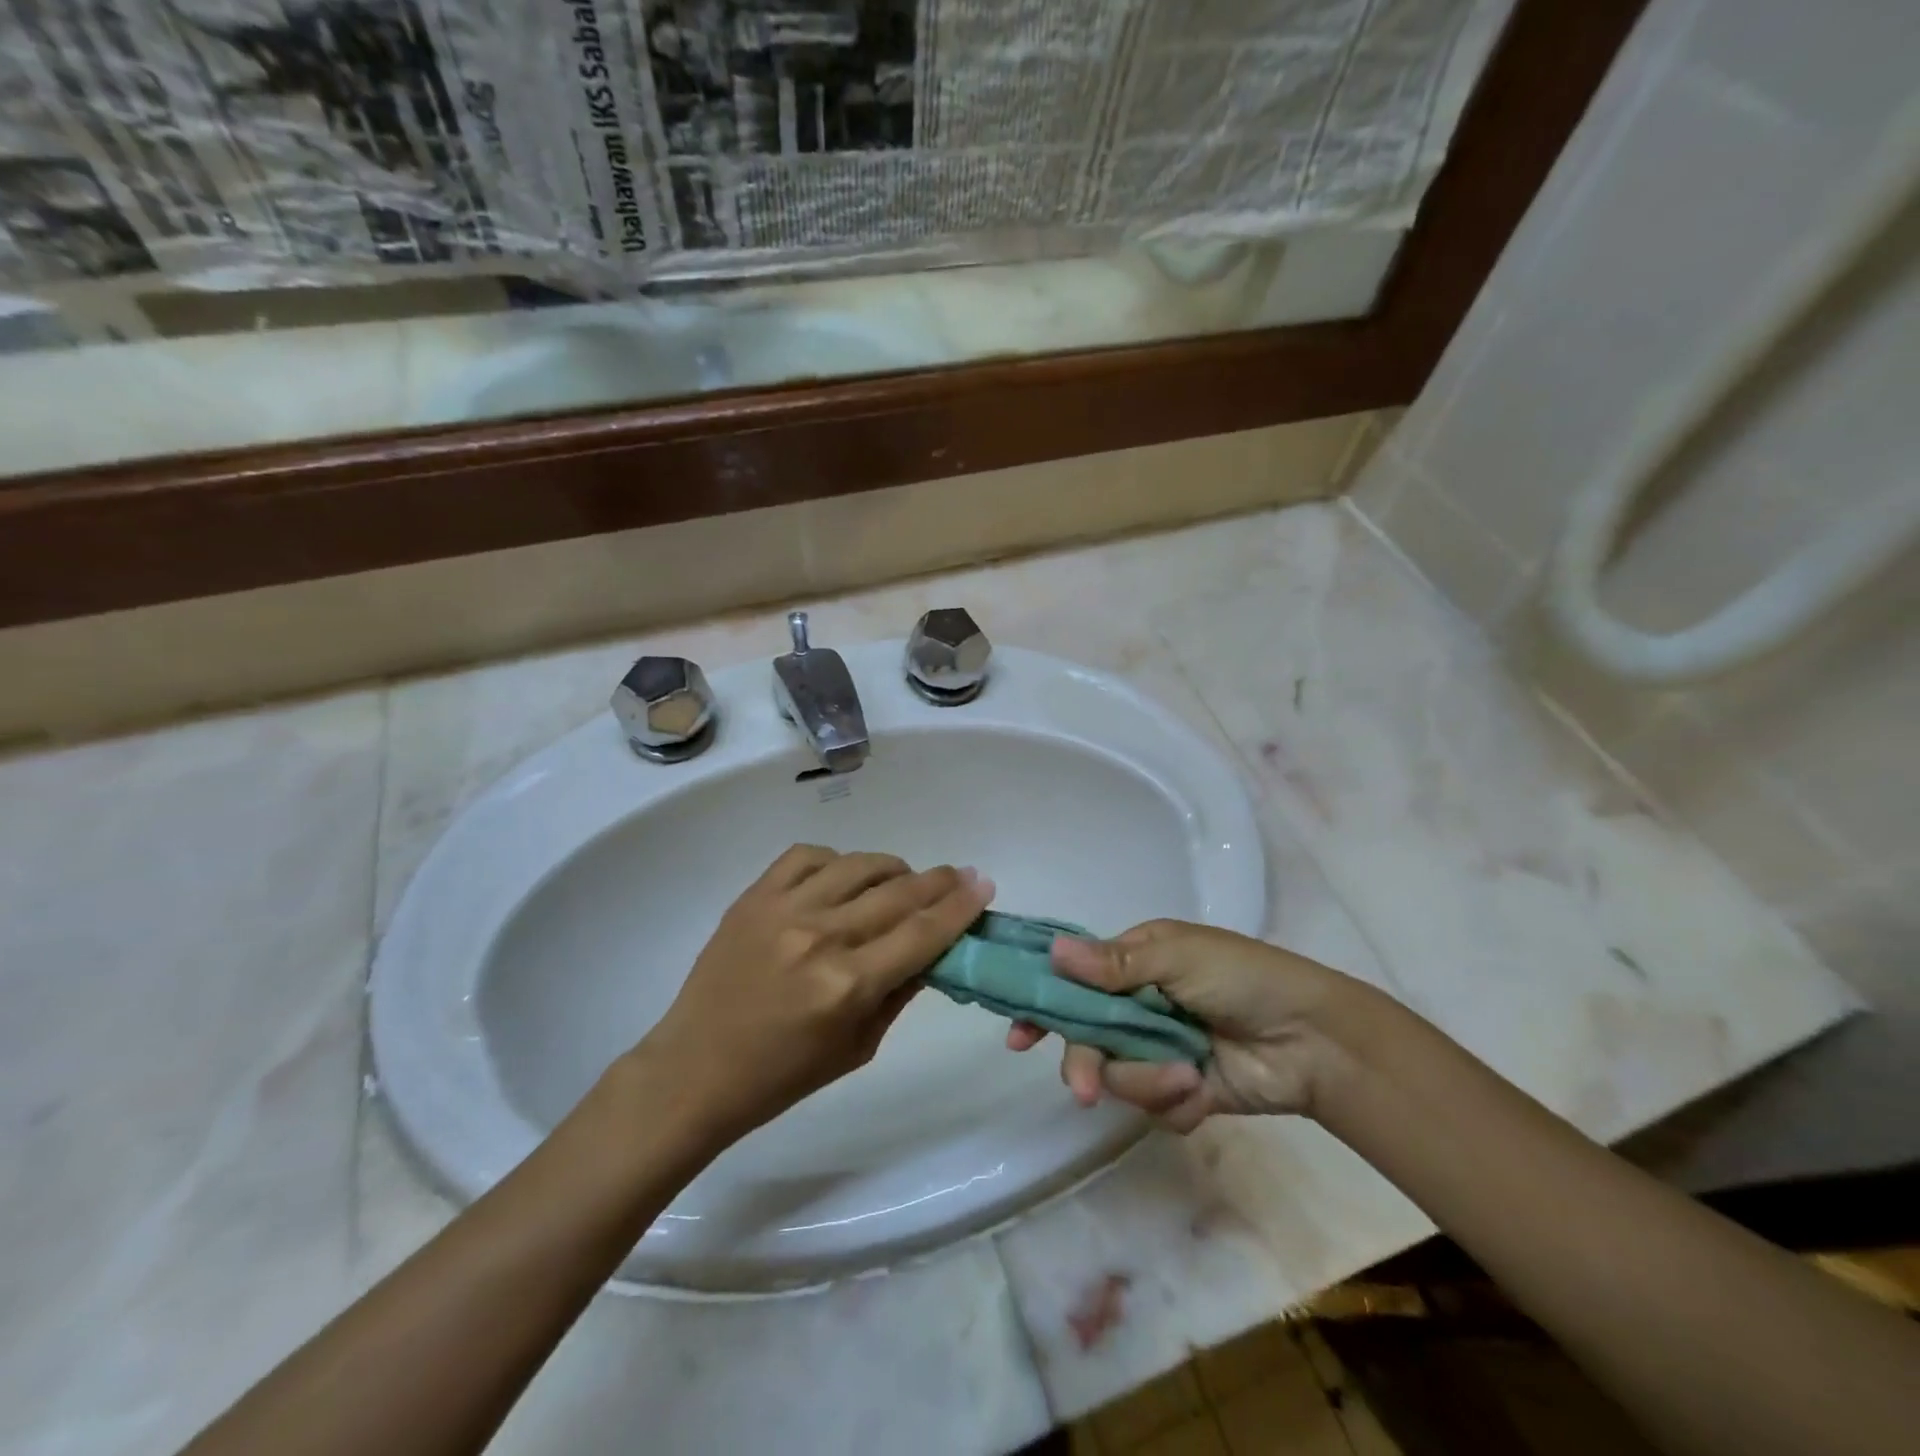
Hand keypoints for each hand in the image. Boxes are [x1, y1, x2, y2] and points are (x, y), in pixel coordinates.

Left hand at [639, 845, 992, 1146]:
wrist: (695, 1069)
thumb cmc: (782, 1076)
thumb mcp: (858, 1048)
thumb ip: (899, 992)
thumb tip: (933, 949)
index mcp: (848, 985)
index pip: (922, 933)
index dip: (960, 907)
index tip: (984, 885)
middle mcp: (820, 937)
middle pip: (898, 893)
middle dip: (938, 881)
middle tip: (960, 875)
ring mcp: (783, 909)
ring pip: (857, 864)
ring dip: (892, 869)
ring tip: (902, 881)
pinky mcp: (753, 896)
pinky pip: (807, 855)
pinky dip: (836, 861)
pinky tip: (843, 877)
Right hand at [1007, 920, 1370, 1131]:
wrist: (1313, 1040)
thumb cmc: (1242, 978)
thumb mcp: (1178, 958)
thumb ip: (1113, 964)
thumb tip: (1053, 951)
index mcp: (1133, 963)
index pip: (1073, 981)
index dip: (1044, 1006)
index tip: (1018, 1037)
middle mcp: (1138, 1006)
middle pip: (1087, 1039)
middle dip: (1088, 1064)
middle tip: (1085, 1091)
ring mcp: (1159, 1050)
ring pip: (1119, 1078)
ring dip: (1148, 1082)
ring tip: (1188, 1075)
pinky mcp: (1182, 1091)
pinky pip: (1155, 1107)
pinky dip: (1176, 1102)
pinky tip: (1203, 1090)